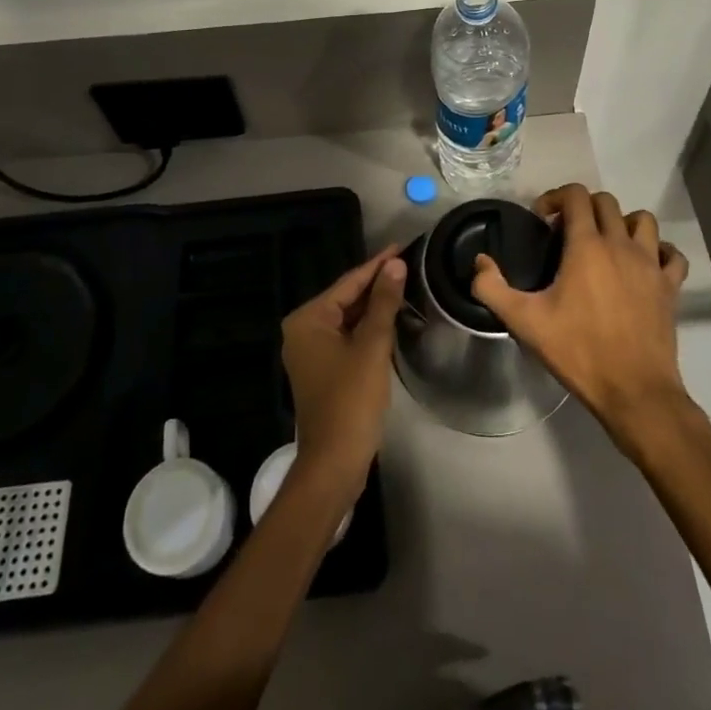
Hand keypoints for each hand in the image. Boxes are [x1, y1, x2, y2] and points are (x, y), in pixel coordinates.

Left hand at [281, 247, 404, 501]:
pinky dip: (368, 329)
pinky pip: (347, 337)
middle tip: (408, 266)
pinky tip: (391, 320)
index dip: (377, 265)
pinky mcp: (322, 370)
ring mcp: (311, 352)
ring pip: (348, 319)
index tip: (401, 247)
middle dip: (376, 285)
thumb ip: (384, 302)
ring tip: (405, 286)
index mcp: (308, 319)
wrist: (334, 462)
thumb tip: (395, 265)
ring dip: (375, 307)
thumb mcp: (372, 346)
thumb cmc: (351, 400)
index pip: (349, 282)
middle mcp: (302, 330)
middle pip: (346, 299)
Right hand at [471, 185, 690, 438]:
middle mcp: (621, 244)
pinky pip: (672, 255)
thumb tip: (479, 262)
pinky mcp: (670, 287)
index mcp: (587, 246)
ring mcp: (651, 264)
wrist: (634, 391)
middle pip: (607, 202)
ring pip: (643, 220)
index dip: (556, 198)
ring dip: (622, 223)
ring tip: (606, 243)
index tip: (542, 220)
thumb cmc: (578, 351)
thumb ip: (492, 288)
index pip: (576, 196)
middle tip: (566, 234)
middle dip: (583, 208)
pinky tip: (645, 265)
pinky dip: (660, 251)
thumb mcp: (524, 322)